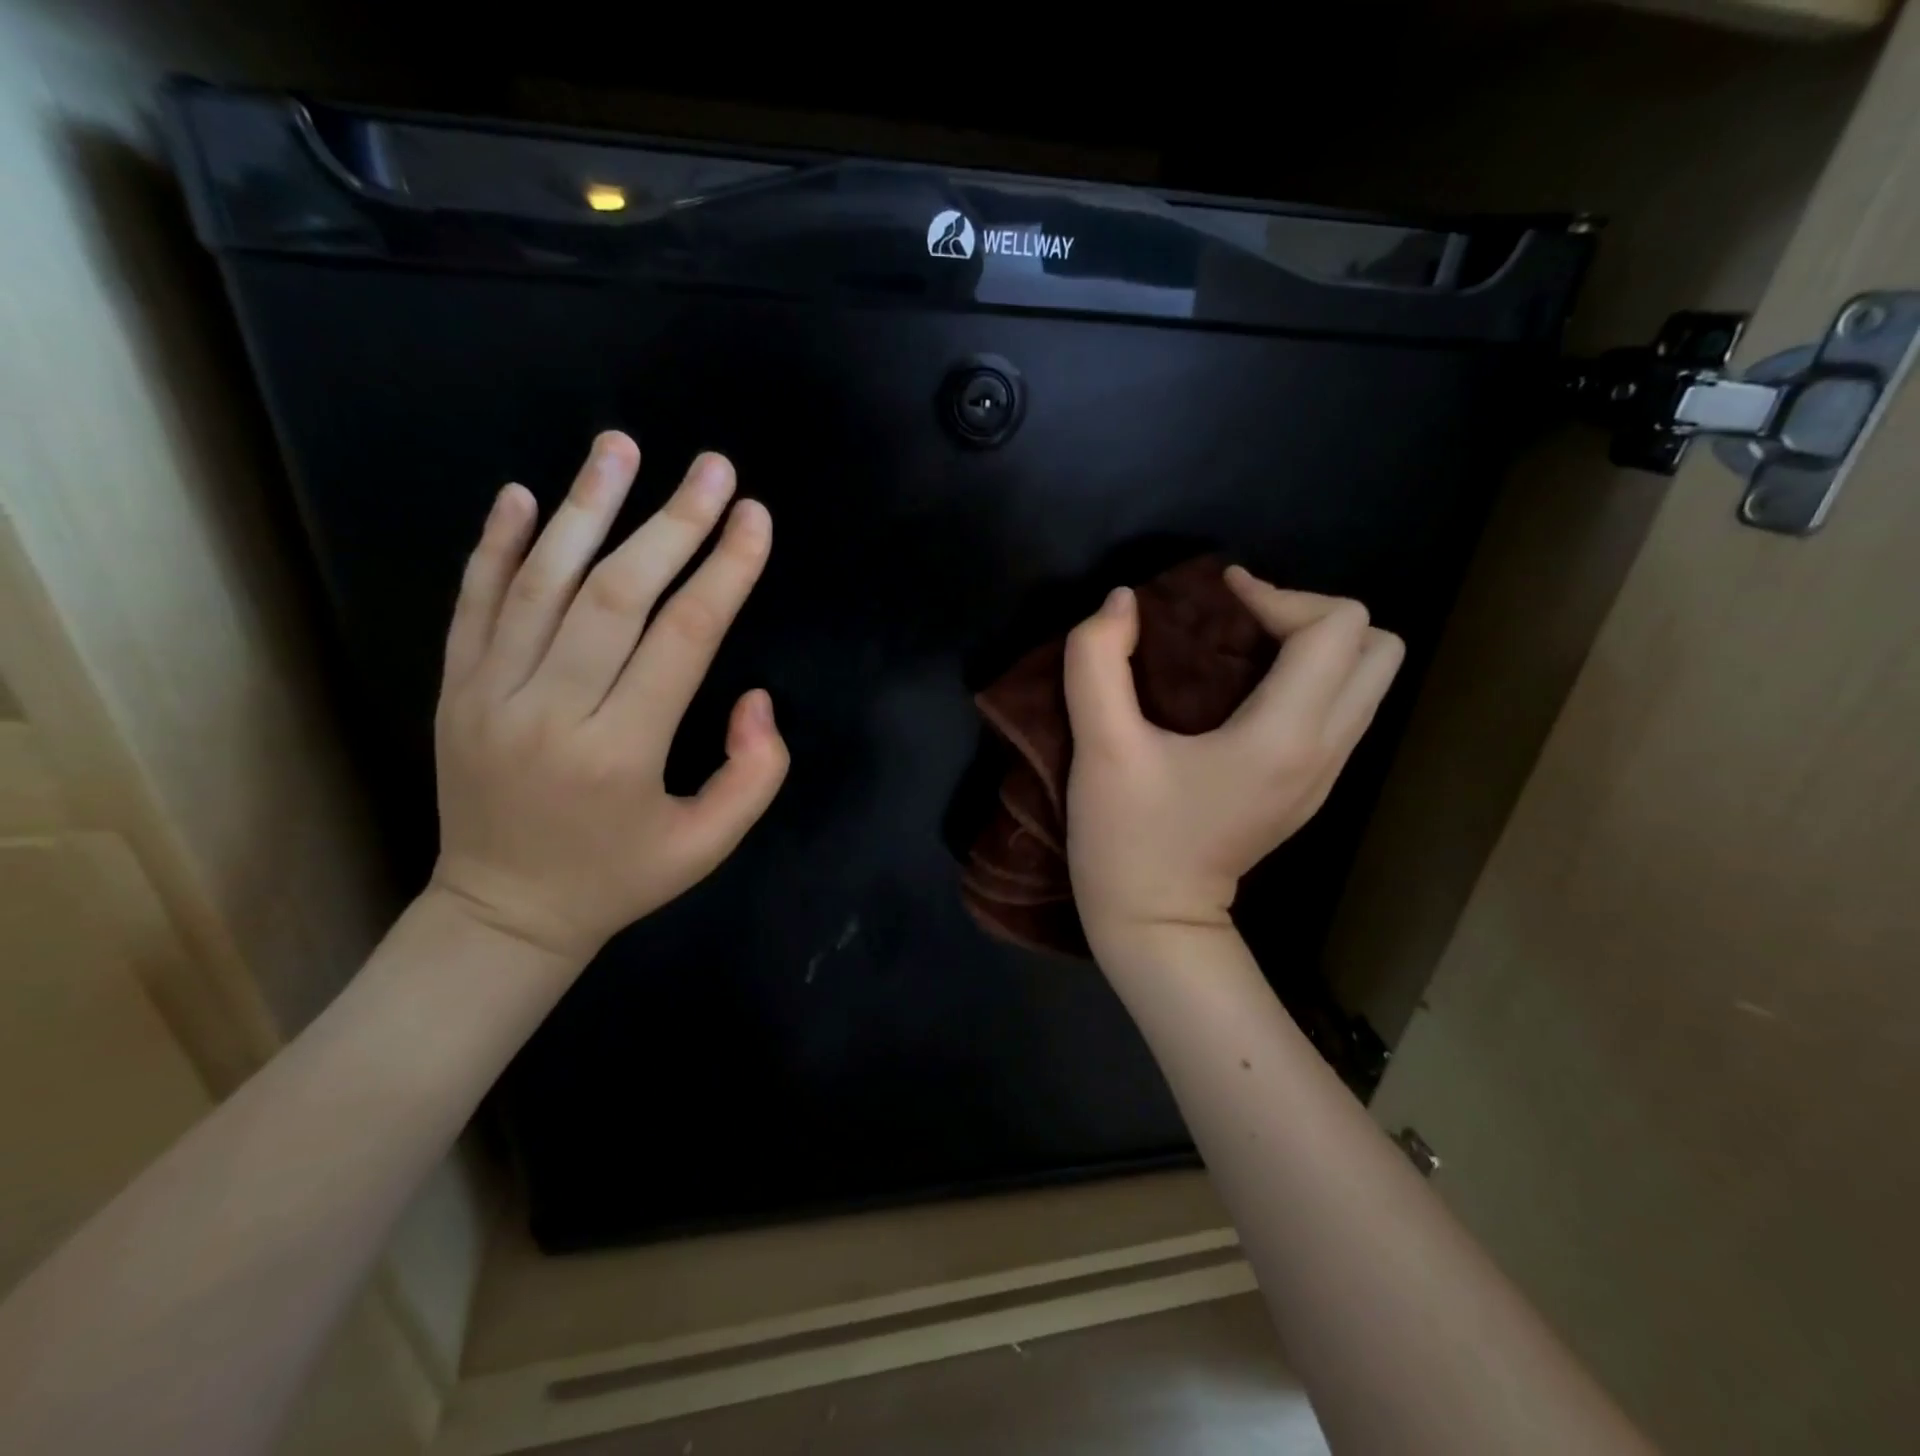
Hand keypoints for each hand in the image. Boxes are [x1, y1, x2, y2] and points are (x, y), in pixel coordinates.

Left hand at [428, 431, 788, 961]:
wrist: (501, 913)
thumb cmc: (619, 877)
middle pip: (615, 595)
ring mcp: (490, 695)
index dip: (726, 571)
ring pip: (539, 583)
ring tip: (619, 446)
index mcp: (622, 751)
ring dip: (583, 508)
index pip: (683, 638)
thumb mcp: (709, 845)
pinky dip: (495, 546)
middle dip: (672, 523)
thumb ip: (755, 773)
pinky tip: (520, 495)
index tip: (755, 518)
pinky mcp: (454, 691)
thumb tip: (756, 696)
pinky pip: (473, 605)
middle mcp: (551, 711)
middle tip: (712, 468)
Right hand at [1062, 566, 1402, 951]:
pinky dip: (1307, 680)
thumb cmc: (1127, 838)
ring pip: (1367, 679)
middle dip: (1312, 616)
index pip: (1336, 627)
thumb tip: (1122, 601)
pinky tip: (1244, 692)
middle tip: (1243, 623)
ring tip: (1243, 649)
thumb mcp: (1099, 748)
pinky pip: (1341, 709)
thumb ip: (1097, 662)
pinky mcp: (1311, 788)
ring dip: (1314, 646)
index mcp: (1284, 736)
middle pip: (1378, 646)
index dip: (1278, 594)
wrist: (1156, 924)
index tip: (1216, 600)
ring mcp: (1326, 774)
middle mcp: (1325, 750)